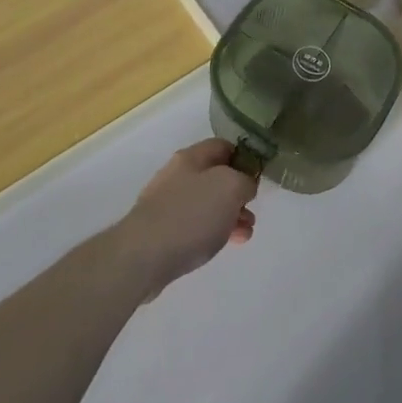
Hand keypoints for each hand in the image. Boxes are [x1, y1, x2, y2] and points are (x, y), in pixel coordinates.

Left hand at [116, 140, 258, 297]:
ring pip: (206, 203)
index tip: (259, 178)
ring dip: (229, 215)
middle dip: (238, 193)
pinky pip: (194, 225)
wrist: (142, 257)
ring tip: (245, 234)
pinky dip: (212, 231)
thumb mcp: (231, 188)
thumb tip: (245, 185)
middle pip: (215, 176)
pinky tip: (223, 245)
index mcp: (191, 157)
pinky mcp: (161, 231)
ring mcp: (166, 203)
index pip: (224, 146)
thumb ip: (245, 181)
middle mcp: (177, 175)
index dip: (245, 158)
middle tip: (252, 210)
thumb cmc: (190, 215)